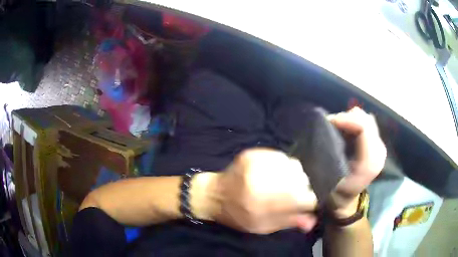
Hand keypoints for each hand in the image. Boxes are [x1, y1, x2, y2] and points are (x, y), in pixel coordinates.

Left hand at [210, 149, 317, 233]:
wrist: (214, 194)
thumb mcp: (261, 227)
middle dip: (303, 190)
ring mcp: (257, 163)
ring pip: (295, 166)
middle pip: (302, 180)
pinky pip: (283, 157)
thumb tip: (312, 221)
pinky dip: (286, 167)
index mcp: (262, 204)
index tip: (306, 206)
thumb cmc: (237, 215)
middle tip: (293, 197)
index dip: (309, 202)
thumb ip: (288, 222)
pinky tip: (278, 174)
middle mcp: (261, 181)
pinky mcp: (254, 153)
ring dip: (296, 178)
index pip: (304, 198)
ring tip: (285, 186)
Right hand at [327, 107, 386, 217]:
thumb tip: (329, 125)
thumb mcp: (331, 176)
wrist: (346, 201)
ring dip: (351, 121)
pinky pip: (366, 125)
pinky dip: (355, 124)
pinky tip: (346, 132)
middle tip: (331, 125)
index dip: (345, 119)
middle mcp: (379, 151)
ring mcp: (380, 147)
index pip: (363, 127)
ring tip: (337, 128)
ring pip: (366, 120)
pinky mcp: (377, 145)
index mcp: (370, 161)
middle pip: (366, 120)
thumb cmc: (336, 191)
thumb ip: (332, 151)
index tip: (329, 121)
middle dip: (347, 118)